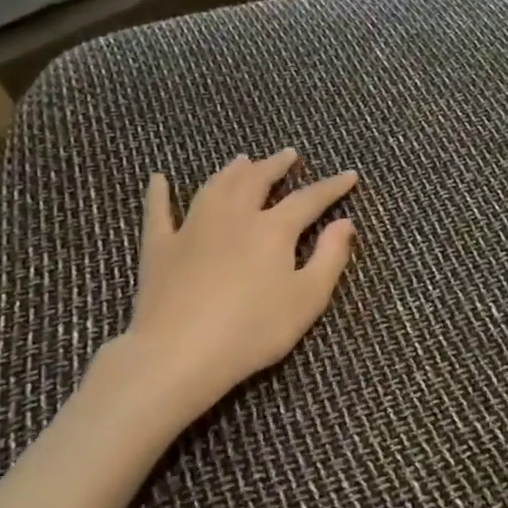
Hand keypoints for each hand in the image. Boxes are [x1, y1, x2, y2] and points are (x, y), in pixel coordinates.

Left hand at [112, 149, 357, 421]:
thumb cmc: (253, 330)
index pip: (309, 199)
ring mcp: (192, 229)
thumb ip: (330, 258)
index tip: (349, 175)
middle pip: (256, 181)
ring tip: (241, 160)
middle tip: (288, 154)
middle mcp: (233, 217)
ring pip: (214, 188)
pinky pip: (158, 212)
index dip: (331, 187)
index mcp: (272, 230)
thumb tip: (345, 223)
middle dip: (275, 166)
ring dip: (231, 171)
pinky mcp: (160, 248)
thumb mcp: (307, 300)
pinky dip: (159, 194)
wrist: (180, 352)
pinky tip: (158, 179)